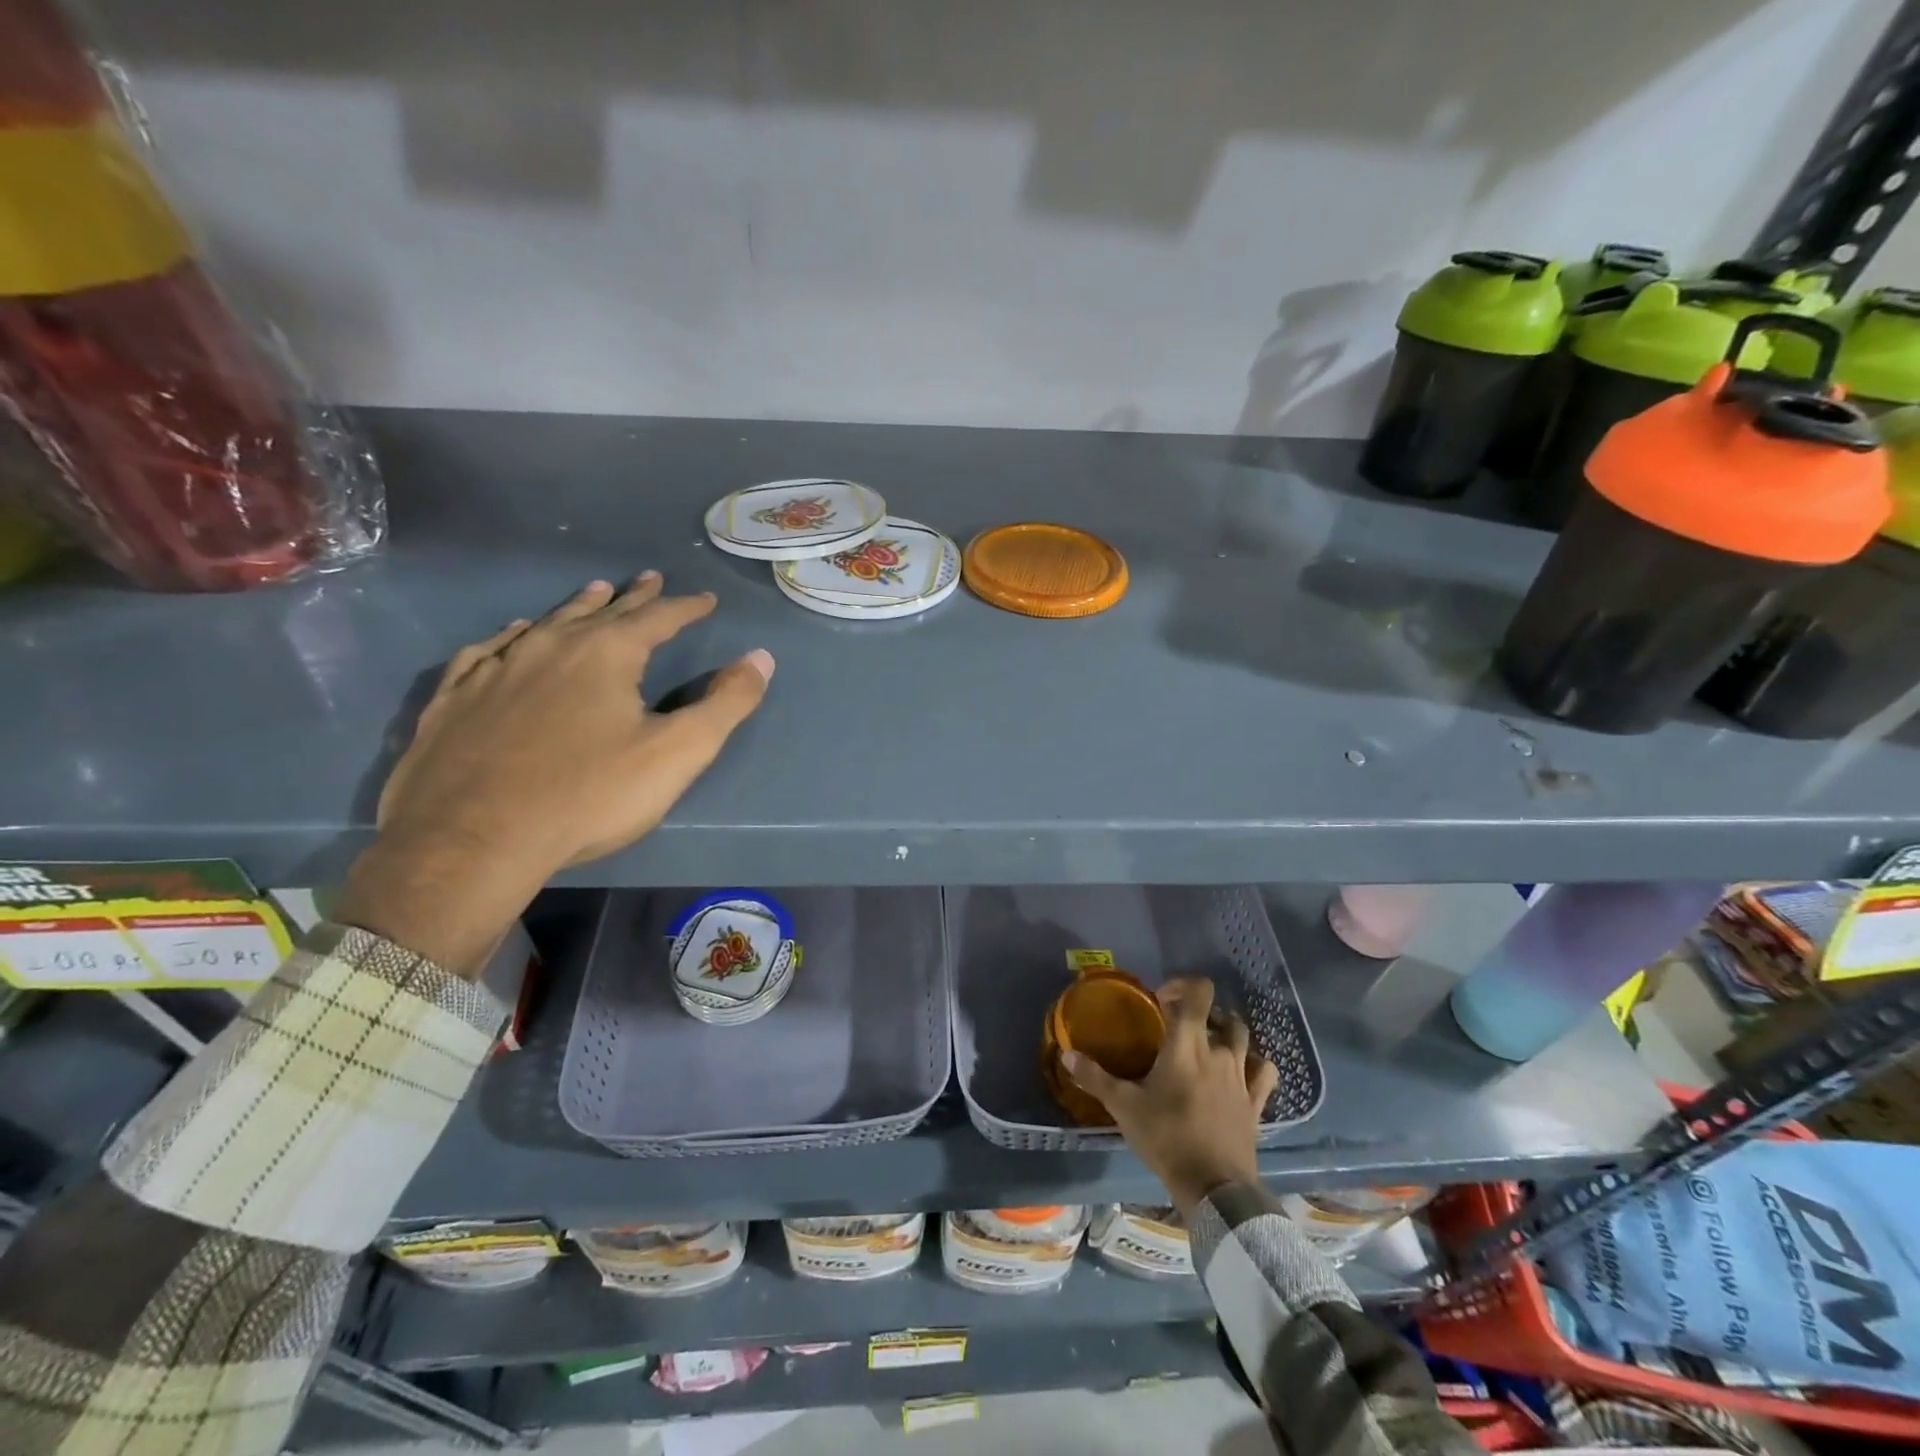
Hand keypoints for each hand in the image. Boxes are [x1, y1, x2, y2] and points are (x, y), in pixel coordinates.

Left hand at [336, 575, 772, 974]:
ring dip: (576, 607)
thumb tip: (761, 657)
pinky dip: (509, 636)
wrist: (472, 841)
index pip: (658, 618)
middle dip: (633, 596)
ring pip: (545, 623)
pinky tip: (512, 635)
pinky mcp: (455, 699)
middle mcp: (549, 646)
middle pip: (601, 611)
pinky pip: (487, 650)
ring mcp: (495, 669)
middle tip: (649, 578)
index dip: (686, 608)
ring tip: (594, 592)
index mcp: (605, 654)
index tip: (706, 599)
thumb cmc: (589, 795)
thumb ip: (726, 704)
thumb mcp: (677, 753)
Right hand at [1064, 977, 1278, 1217]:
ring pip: (1243, 1037)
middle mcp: (1219, 1051)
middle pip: (1220, 1014)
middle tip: (1177, 1028)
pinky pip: (1264, 1071)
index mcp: (1187, 1044)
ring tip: (1207, 1045)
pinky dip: (1255, 1063)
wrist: (1214, 1186)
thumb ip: (1095, 1077)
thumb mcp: (1123, 1107)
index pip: (1198, 992)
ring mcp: (1242, 1076)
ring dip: (1227, 1033)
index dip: (1182, 985)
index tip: (1161, 1001)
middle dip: (1200, 1013)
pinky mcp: (1256, 1102)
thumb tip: (1067, 1054)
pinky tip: (1242, 1070)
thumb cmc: (1166, 1137)